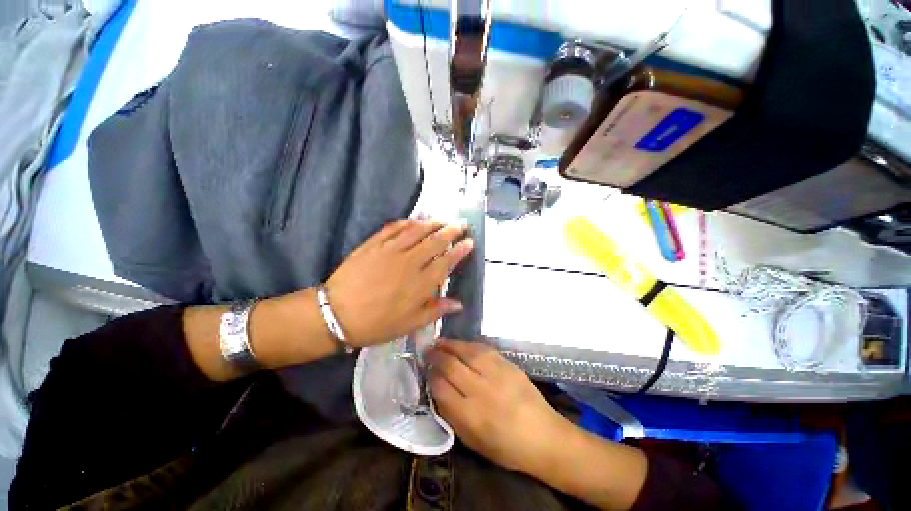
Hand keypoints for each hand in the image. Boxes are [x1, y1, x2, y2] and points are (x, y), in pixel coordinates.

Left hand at [325, 220, 474, 346]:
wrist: (335, 315)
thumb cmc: (376, 324)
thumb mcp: (409, 324)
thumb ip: (436, 310)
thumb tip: (459, 304)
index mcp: (420, 283)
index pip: (446, 261)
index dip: (460, 250)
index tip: (470, 241)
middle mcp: (409, 262)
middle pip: (435, 241)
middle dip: (452, 230)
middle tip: (461, 224)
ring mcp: (390, 250)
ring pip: (417, 230)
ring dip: (433, 222)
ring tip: (443, 219)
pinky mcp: (373, 244)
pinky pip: (393, 227)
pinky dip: (407, 221)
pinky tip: (414, 220)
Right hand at [427, 340, 569, 473]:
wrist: (544, 436)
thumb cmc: (507, 447)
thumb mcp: (473, 442)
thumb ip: (452, 416)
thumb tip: (437, 391)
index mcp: (471, 416)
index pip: (441, 388)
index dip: (430, 377)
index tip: (426, 371)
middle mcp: (482, 391)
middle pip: (451, 367)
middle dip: (436, 357)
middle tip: (427, 351)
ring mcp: (497, 374)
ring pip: (467, 352)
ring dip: (450, 345)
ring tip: (439, 342)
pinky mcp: (508, 365)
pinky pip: (484, 349)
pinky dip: (469, 345)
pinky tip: (461, 344)